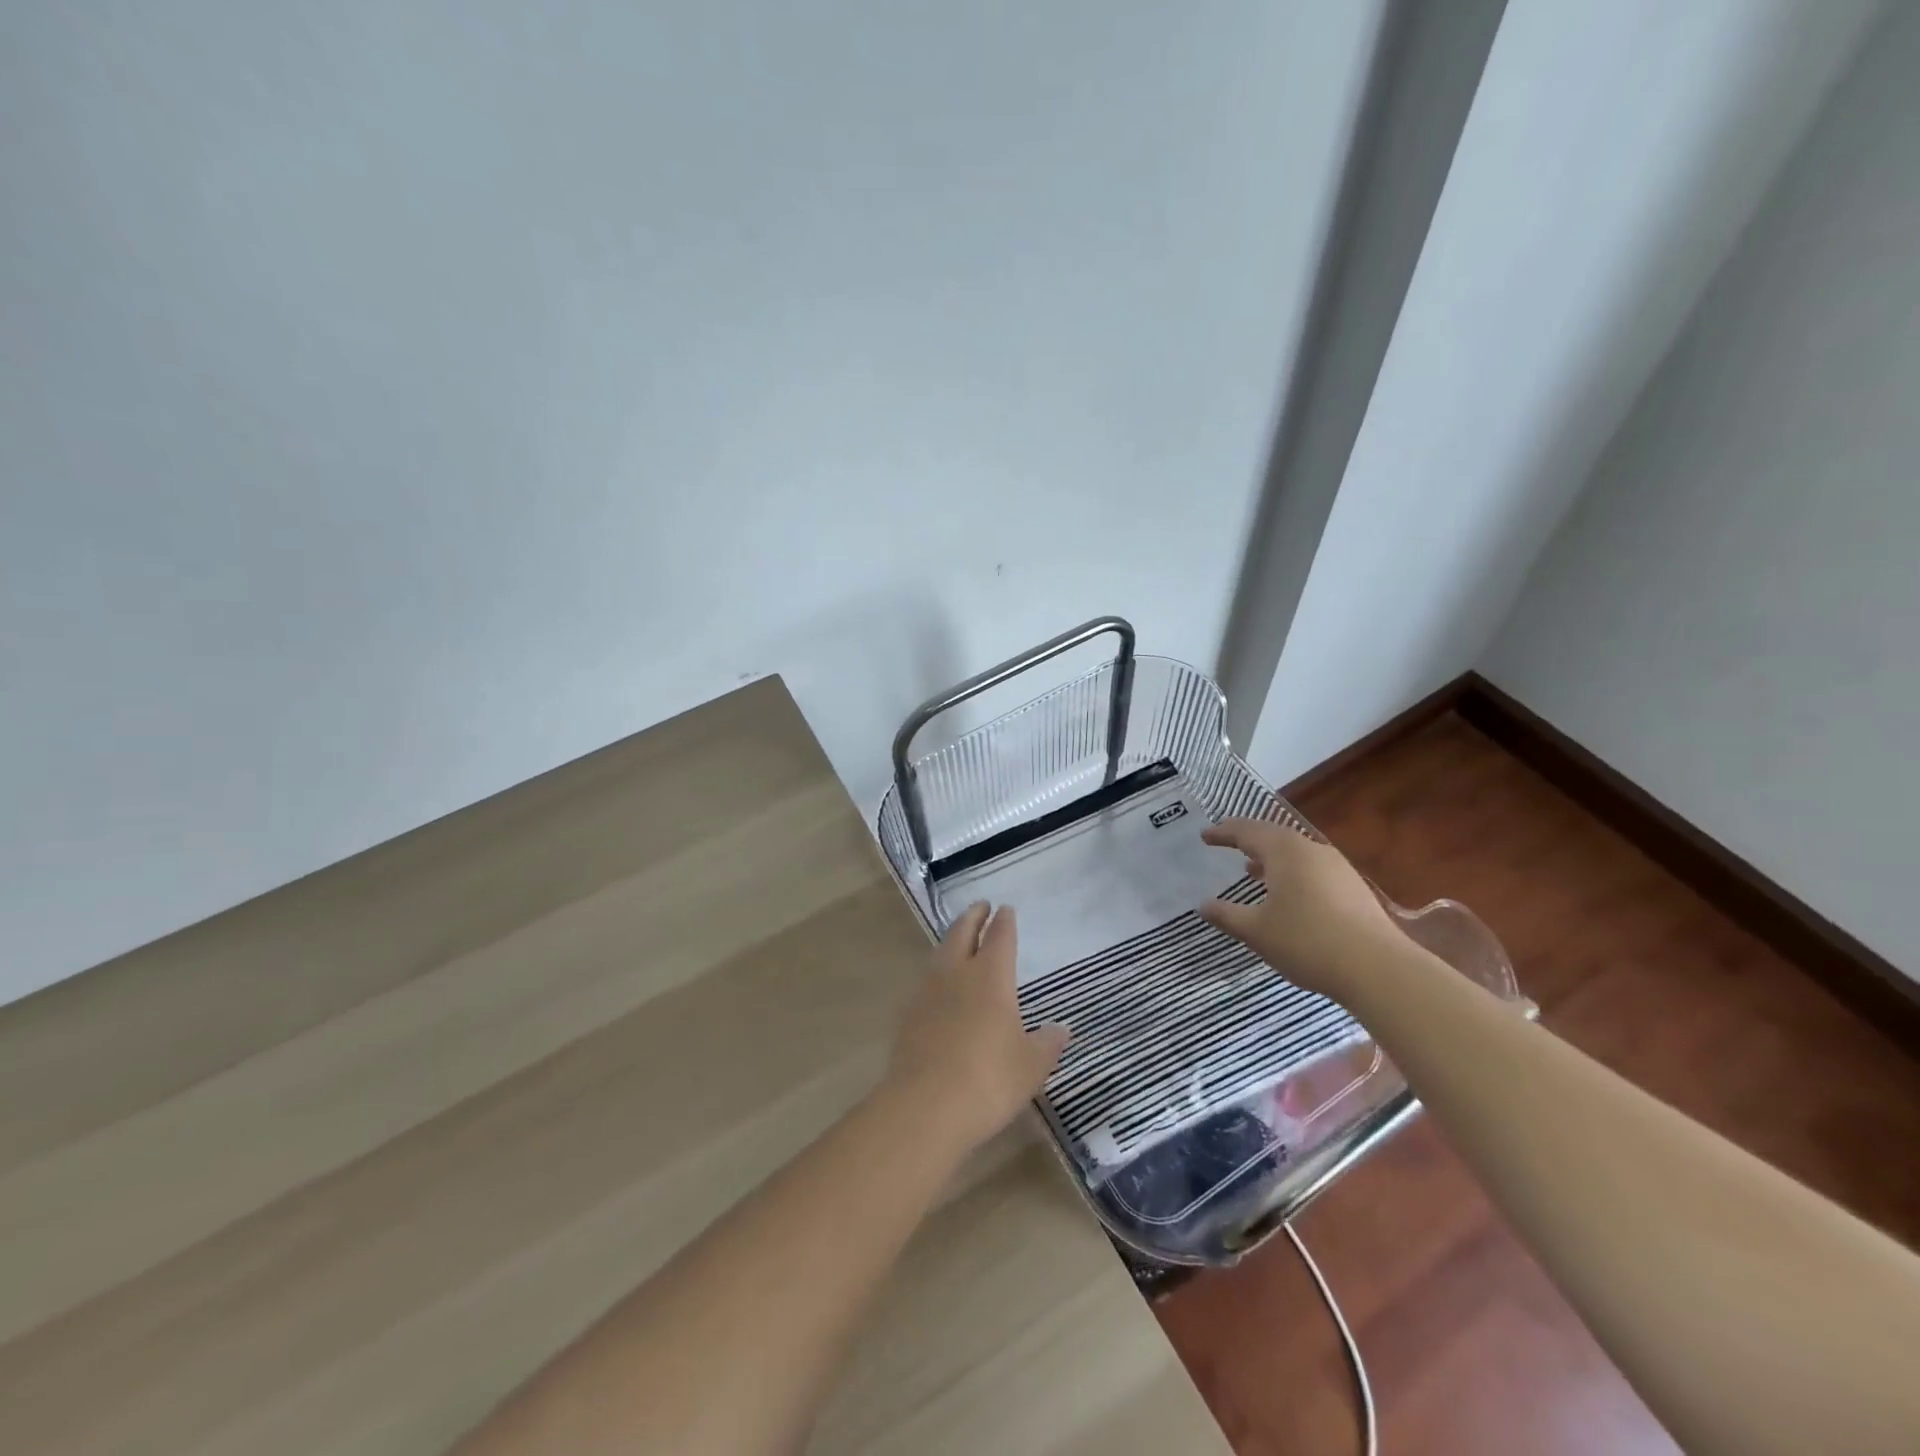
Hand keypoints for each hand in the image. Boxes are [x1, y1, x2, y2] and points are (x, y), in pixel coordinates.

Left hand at [881, 902, 1069, 1155]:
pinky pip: (925, 982)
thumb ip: (1047, 1043)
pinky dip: (936, 974)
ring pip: (940, 953)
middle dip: (973, 917)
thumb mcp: (1031, 1065)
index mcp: (991, 976)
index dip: (1004, 921)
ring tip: (959, 940)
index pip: (999, 936)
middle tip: (980, 906)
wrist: (925, 1105)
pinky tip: (939, 987)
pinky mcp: (908, 1014)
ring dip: (951, 940)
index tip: (1005, 909)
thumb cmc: (989, 1079)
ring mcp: (928, 992)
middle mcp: (957, 973)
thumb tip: (1061, 1029)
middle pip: (962, 932)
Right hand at [1198, 817, 1400, 1000]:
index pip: (1247, 832)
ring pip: (1296, 853)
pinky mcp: (1354, 889)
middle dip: (1248, 840)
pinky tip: (1288, 895)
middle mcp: (1312, 851)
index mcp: (1285, 852)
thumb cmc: (1307, 942)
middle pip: (1274, 836)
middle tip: (1227, 844)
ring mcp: (1338, 868)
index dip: (1223, 833)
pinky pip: (1313, 869)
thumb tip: (1203, 905)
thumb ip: (1226, 915)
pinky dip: (1292, 873)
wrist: (1378, 969)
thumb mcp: (1256, 931)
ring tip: (1253, 871)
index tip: (1205, 836)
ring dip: (1272, 858)